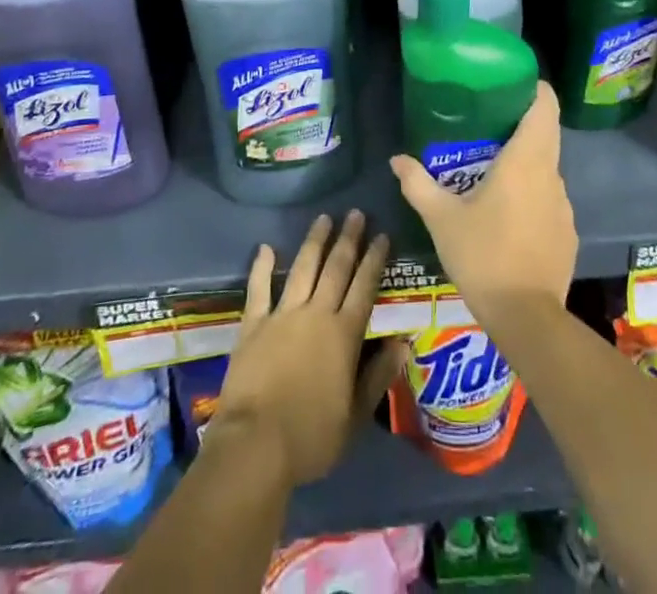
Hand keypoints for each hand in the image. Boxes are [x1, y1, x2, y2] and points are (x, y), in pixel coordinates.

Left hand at [213, 210, 404, 487]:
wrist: (255, 444)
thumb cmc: (311, 437)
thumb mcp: (355, 416)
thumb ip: (378, 376)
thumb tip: (403, 343)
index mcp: (344, 334)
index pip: (364, 287)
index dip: (374, 259)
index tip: (382, 234)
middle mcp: (316, 314)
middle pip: (336, 268)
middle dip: (348, 239)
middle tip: (356, 213)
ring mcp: (283, 315)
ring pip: (303, 268)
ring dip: (314, 242)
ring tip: (323, 218)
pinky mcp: (253, 324)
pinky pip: (259, 288)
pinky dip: (261, 266)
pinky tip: (265, 247)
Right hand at [389, 81, 576, 334]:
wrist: (527, 318)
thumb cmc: (483, 255)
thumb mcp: (441, 219)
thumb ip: (418, 184)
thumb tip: (397, 159)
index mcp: (525, 160)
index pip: (544, 107)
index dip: (535, 89)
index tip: (514, 84)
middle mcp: (551, 175)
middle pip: (546, 134)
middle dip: (522, 124)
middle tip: (489, 124)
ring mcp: (564, 205)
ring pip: (547, 169)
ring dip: (526, 164)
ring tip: (494, 173)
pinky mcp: (568, 233)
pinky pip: (550, 201)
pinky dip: (532, 197)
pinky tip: (510, 218)